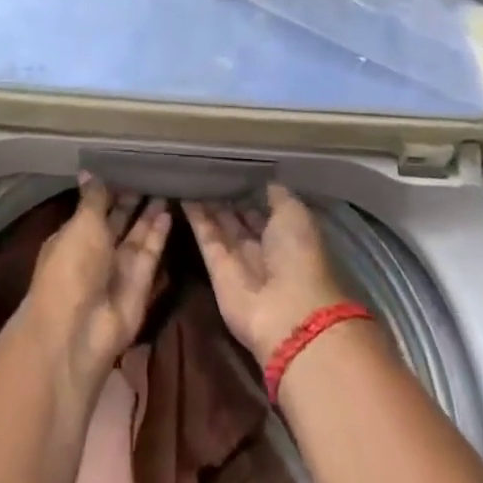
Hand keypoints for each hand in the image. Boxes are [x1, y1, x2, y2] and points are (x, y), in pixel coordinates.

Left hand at [21, 175, 170, 392]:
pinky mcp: (141, 282)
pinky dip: (159, 232)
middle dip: (132, 197)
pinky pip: (151, 252)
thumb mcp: (81, 225)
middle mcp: (96, 251)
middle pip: (117, 219)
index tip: (127, 163)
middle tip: (152, 170)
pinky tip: (169, 209)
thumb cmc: (72, 268)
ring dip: (149, 212)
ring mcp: (119, 268)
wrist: (80, 330)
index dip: (110, 187)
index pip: (94, 206)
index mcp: (73, 236)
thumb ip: (93, 198)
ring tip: (166, 183)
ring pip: (137, 234)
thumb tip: (88, 170)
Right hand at [185, 186, 348, 362]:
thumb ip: (278, 197)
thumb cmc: (299, 257)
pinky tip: (182, 194)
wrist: (286, 312)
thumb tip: (265, 181)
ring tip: (190, 177)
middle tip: (207, 172)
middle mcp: (262, 246)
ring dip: (207, 204)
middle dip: (226, 198)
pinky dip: (194, 216)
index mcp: (287, 235)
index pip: (264, 209)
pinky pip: (204, 236)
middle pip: (239, 218)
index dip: (250, 191)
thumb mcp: (296, 216)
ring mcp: (238, 258)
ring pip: (219, 226)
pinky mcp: (216, 269)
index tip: (233, 170)